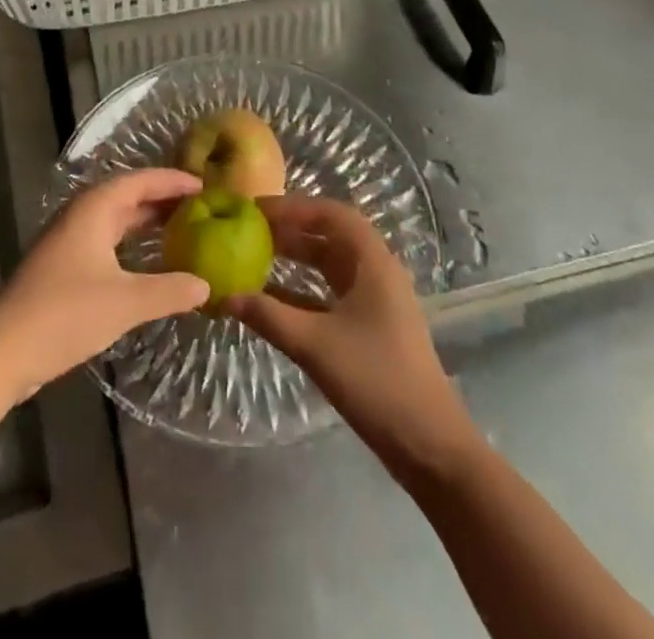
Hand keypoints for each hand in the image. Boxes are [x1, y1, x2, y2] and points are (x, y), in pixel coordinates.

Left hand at [0, 168, 208, 404]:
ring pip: (116, 220)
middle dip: (163, 199)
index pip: (141, 180)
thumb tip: (206, 284)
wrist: (0, 354)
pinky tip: (149, 264)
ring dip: (147, 223)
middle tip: (201, 207)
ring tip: (183, 229)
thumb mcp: (125, 303)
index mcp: (94, 209)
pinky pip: (107, 242)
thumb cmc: (64, 315)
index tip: (206, 185)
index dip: (173, 180)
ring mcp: (68, 242)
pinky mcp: (63, 268)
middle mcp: (81, 216)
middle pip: (128, 196)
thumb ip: (169, 290)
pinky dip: (132, 245)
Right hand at [227, 197, 471, 475]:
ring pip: (329, 265)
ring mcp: (375, 300)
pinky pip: (330, 294)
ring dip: (295, 259)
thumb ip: (269, 317)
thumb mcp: (315, 345)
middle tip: (248, 231)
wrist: (429, 445)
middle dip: (289, 230)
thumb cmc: (376, 380)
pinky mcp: (371, 326)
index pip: (330, 214)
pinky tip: (271, 300)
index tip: (255, 210)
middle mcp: (376, 271)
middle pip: (329, 236)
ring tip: (254, 257)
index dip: (292, 207)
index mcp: (372, 262)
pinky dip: (302, 291)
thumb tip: (225, 296)